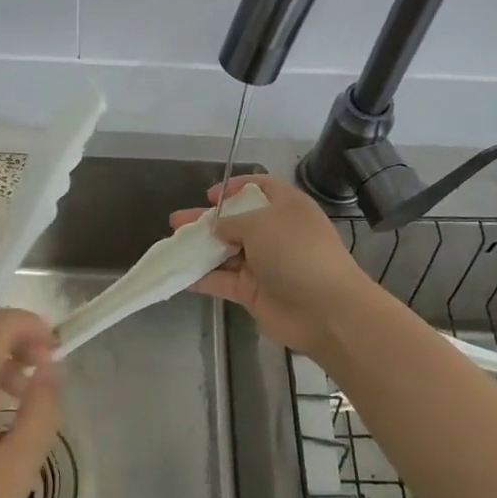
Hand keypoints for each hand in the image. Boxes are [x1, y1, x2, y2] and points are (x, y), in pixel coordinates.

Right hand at [168, 174, 377, 358]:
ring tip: (172, 244)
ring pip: (226, 251)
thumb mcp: (261, 223)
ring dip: (200, 248)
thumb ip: (232, 222)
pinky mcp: (254, 292)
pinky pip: (223, 280)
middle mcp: (275, 233)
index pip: (260, 188)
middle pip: (236, 221)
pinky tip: (178, 274)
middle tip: (177, 220)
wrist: (325, 310)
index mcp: (286, 207)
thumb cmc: (296, 251)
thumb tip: (216, 227)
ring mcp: (264, 264)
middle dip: (206, 220)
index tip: (209, 195)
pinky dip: (202, 277)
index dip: (235, 187)